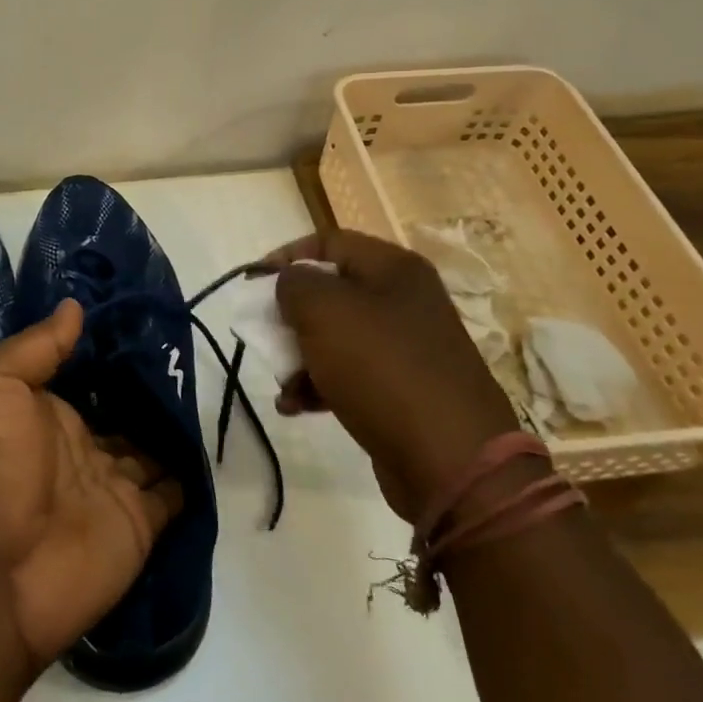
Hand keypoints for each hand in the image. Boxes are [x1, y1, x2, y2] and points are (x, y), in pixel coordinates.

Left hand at [0, 299, 184, 670]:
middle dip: (150, 386)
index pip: (83, 375)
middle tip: (192, 349)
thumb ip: (36, 347)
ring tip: (210, 384)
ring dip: (174, 425)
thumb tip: (75, 305)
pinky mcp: (140, 523)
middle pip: (122, 409)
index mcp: (41, 413)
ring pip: (152, 446)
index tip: (147, 316)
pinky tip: (211, 440)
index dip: (110, 350)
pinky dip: (192, 472)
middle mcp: (77, 446)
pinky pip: (174, 492)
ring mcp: (110, 486)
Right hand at [268, 230, 517, 520]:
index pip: (328, 242)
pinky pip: (349, 374)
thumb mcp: (323, 311)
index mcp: (393, 269)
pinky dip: (319, 385)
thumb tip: (289, 284)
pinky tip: (296, 406)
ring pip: (335, 336)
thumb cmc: (380, 367)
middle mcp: (404, 300)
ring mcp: (406, 347)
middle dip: (289, 314)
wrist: (450, 459)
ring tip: (283, 383)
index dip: (285, 256)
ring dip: (299, 356)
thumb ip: (293, 283)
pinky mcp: (402, 389)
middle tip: (264, 335)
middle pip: (330, 291)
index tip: (252, 284)